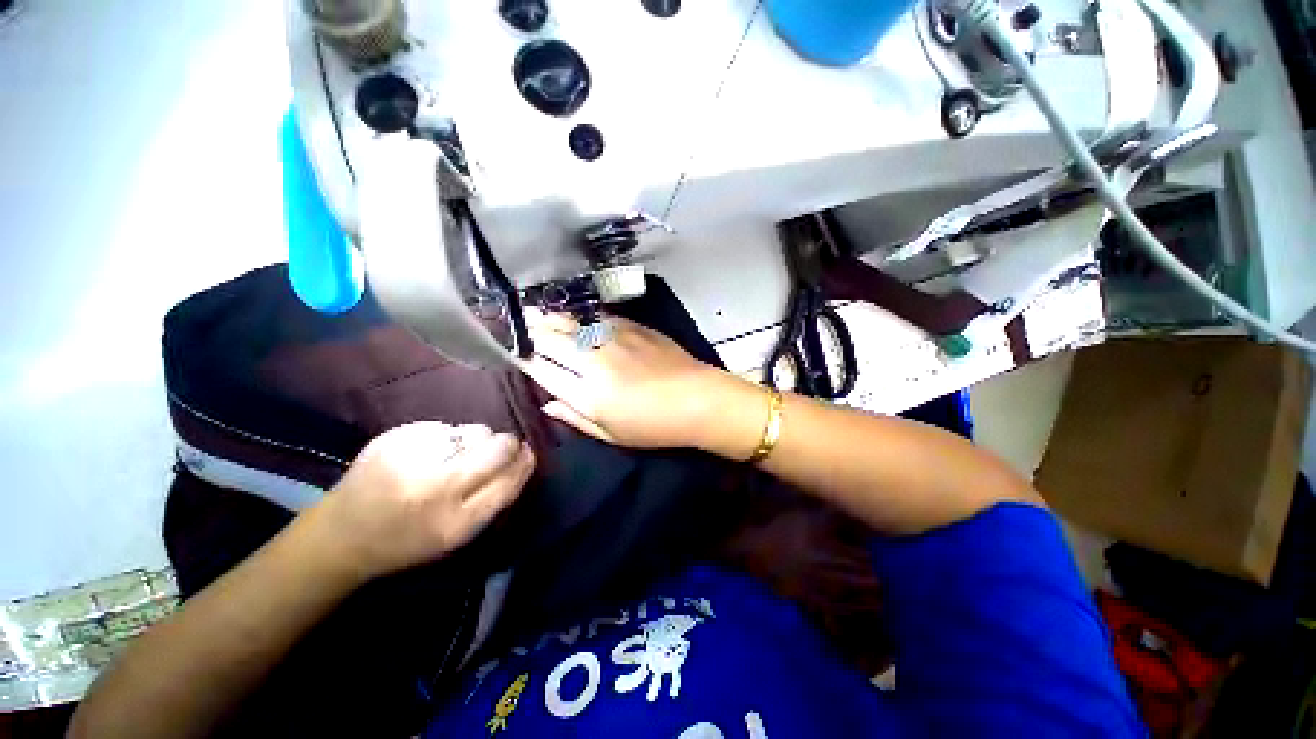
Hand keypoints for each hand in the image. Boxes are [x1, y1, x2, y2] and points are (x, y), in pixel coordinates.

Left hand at [315, 423, 534, 579]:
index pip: (511, 478)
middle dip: (505, 444)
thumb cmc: (408, 540)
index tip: (527, 452)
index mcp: (457, 522)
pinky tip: (426, 453)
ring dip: (473, 440)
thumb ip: (494, 497)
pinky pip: (444, 427)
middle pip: (498, 447)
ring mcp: (414, 459)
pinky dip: (444, 437)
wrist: (340, 537)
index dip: (525, 461)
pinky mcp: (394, 438)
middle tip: (497, 448)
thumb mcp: (458, 534)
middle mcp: (438, 488)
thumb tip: (523, 456)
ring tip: (452, 456)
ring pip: (473, 431)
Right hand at [519, 311, 758, 453]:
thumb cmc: (655, 426)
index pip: (543, 369)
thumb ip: (574, 417)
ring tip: (533, 313)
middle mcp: (595, 360)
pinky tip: (574, 315)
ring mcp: (615, 339)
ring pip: (572, 323)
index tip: (514, 353)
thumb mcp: (611, 434)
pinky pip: (598, 317)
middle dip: (530, 333)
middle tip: (516, 326)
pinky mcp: (633, 327)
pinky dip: (581, 316)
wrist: (698, 399)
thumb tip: (546, 403)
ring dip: (550, 318)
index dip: (525, 360)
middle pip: (552, 340)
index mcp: (587, 392)